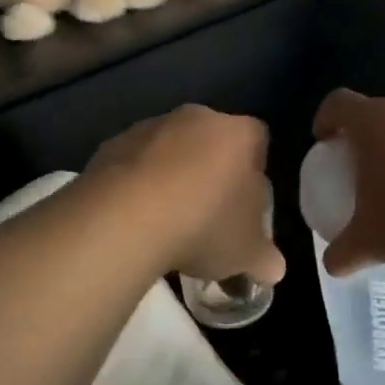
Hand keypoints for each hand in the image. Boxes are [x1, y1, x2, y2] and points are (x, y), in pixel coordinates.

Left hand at [86, 105, 284, 285]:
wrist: (125, 218)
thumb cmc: (204, 225)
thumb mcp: (247, 253)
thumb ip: (265, 257)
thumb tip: (272, 267)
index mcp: (239, 134)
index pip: (258, 141)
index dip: (254, 171)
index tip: (244, 205)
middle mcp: (196, 118)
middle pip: (211, 141)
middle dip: (211, 172)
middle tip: (207, 214)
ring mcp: (150, 127)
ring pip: (169, 150)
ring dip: (170, 176)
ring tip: (165, 222)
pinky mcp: (112, 144)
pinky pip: (133, 163)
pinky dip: (136, 184)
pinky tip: (134, 218)